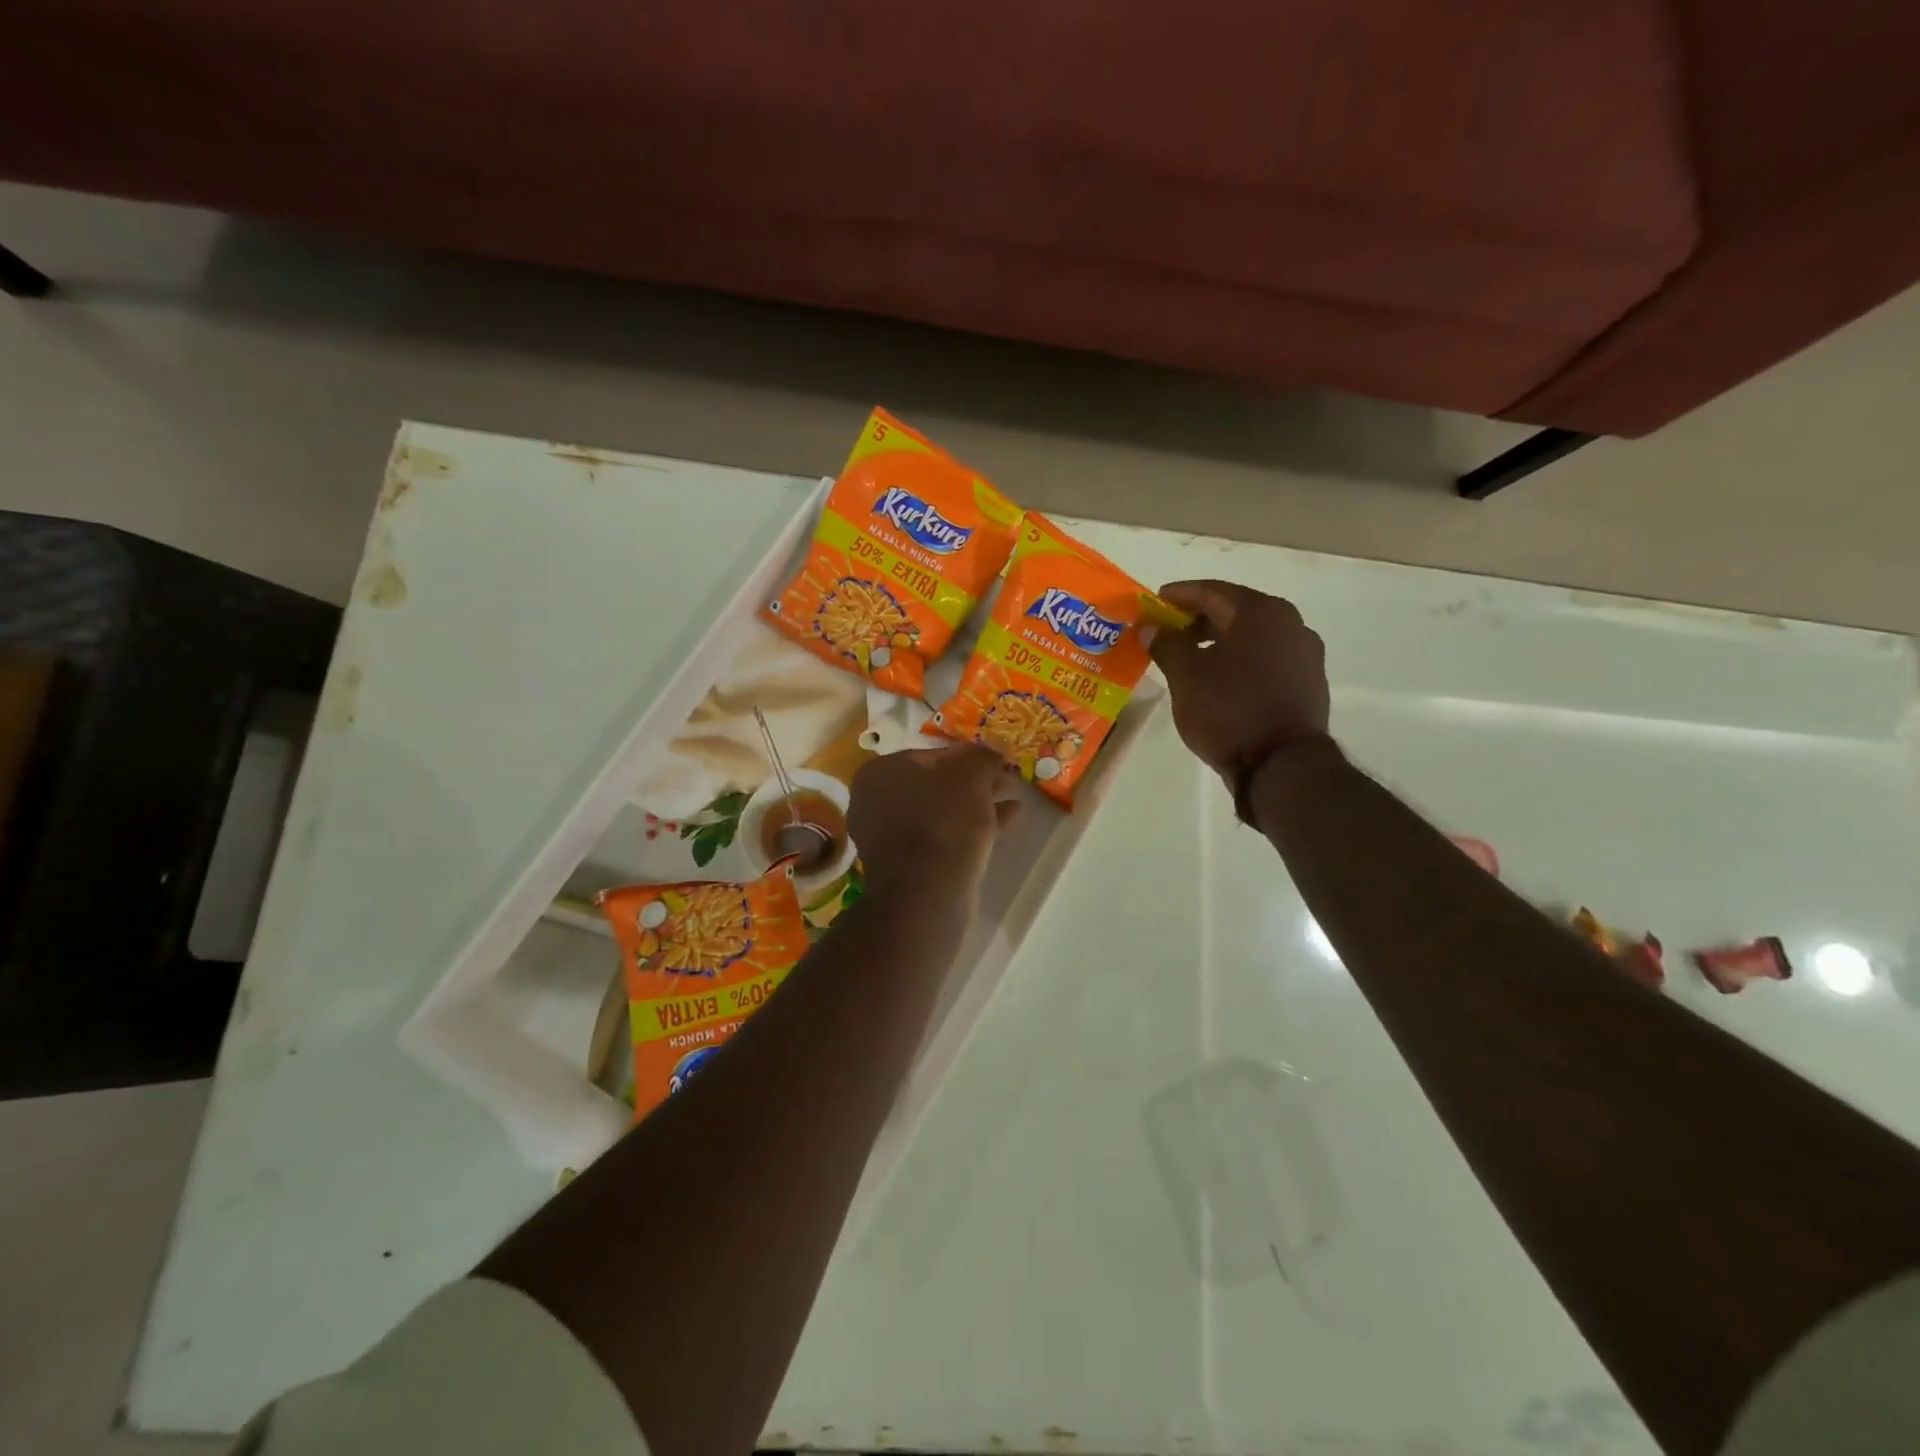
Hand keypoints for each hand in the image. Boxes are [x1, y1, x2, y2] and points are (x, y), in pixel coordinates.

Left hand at [848, 744, 1019, 903]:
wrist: (927, 894)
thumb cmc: (944, 821)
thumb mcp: (971, 775)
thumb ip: (983, 756)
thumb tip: (995, 749)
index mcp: (879, 772)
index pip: (930, 754)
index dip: (967, 756)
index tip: (995, 763)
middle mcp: (874, 802)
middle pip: (934, 785)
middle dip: (972, 784)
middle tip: (1004, 783)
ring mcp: (887, 838)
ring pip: (940, 813)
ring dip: (975, 807)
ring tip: (1011, 803)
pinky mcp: (905, 867)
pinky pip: (940, 838)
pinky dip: (968, 830)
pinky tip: (1004, 825)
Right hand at [1148, 580, 1329, 778]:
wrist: (1282, 765)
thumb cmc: (1229, 710)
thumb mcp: (1186, 676)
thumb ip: (1167, 644)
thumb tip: (1152, 627)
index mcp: (1261, 612)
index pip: (1212, 591)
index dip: (1179, 595)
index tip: (1155, 602)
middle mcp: (1290, 624)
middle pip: (1235, 611)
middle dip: (1199, 619)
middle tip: (1169, 631)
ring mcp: (1305, 654)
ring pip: (1253, 636)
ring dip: (1220, 641)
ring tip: (1191, 657)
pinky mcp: (1308, 683)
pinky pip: (1267, 659)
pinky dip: (1241, 660)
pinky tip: (1221, 679)